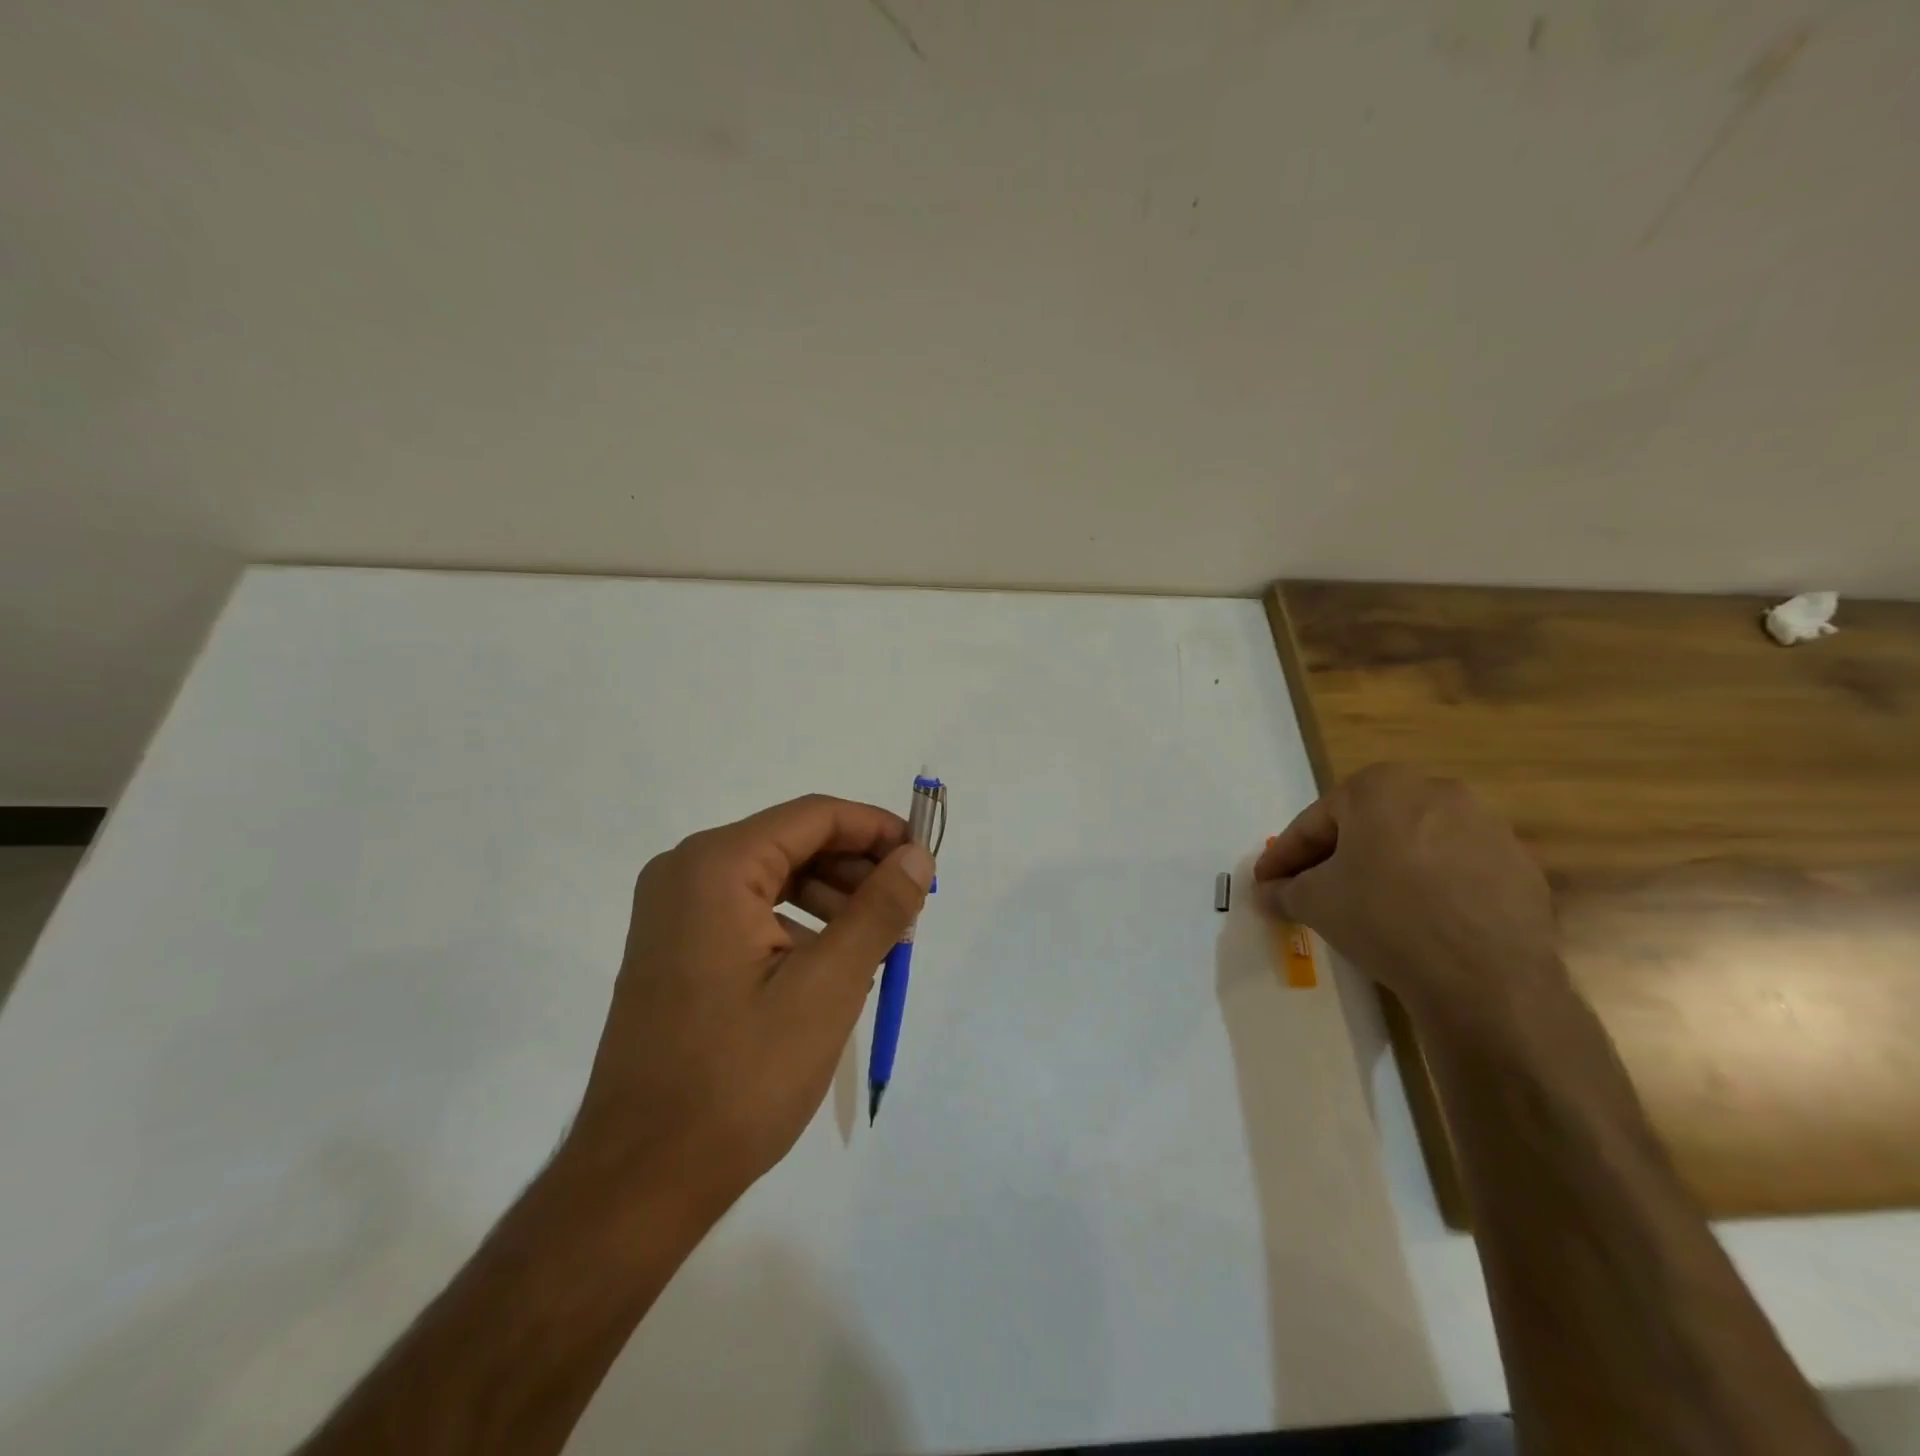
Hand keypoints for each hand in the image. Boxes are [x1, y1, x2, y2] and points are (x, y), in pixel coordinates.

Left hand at [563, 795, 933, 1221]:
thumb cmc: (740, 1076)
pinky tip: (833, 966)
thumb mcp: (828, 986)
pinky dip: (799, 925)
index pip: (815, 816)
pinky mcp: (675, 948)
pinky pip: (751, 912)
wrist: (641, 1179)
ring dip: (834, 899)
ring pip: (775, 878)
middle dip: (858, 870)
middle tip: (908, 913)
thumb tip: (917, 855)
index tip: (925, 862)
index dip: (878, 830)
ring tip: (880, 944)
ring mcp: (674, 912)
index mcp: (715, 865)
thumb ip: (879, 909)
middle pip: (794, 842)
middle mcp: (686, 871)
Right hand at [1253, 763, 1563, 1031]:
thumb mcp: (1314, 902)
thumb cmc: (1384, 918)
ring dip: (1383, 870)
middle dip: (1334, 859)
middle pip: (1365, 827)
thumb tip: (1268, 892)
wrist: (1485, 977)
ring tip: (1364, 908)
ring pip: (1412, 845)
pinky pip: (1454, 869)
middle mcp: (1435, 790)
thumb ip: (1284, 890)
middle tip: (1310, 892)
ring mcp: (1485, 825)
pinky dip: (1429, 887)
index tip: (1265, 883)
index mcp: (1380, 786)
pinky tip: (1416, 921)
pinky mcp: (1518, 864)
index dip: (1284, 857)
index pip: (1314, 823)